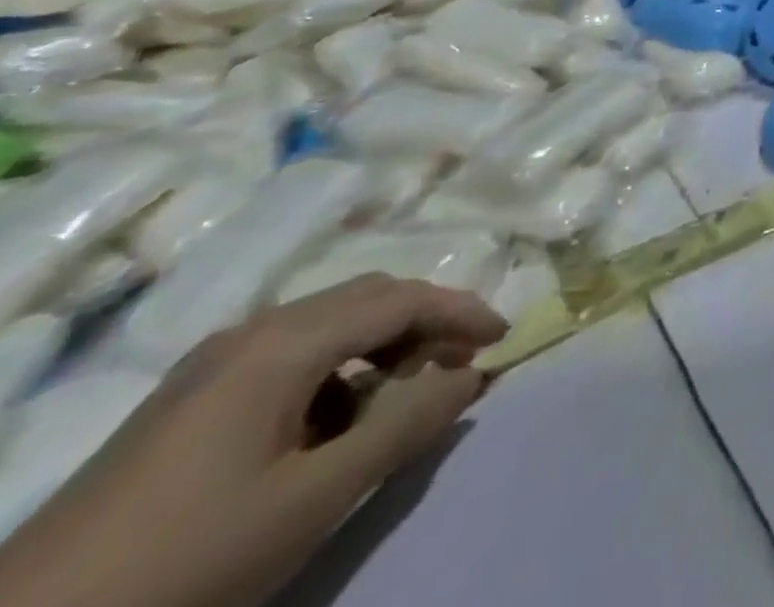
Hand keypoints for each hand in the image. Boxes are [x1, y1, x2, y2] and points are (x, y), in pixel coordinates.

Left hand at [0, 275, 506, 606]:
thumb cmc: (186, 559)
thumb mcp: (313, 500)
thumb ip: (404, 426)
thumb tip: (471, 375)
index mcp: (283, 342)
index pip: (401, 298)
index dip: (461, 311)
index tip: (503, 338)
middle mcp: (251, 333)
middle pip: (366, 299)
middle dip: (425, 323)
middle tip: (460, 363)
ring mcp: (211, 366)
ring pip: (328, 326)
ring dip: (380, 349)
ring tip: (401, 399)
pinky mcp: (185, 402)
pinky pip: (288, 359)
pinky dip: (334, 375)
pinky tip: (330, 428)